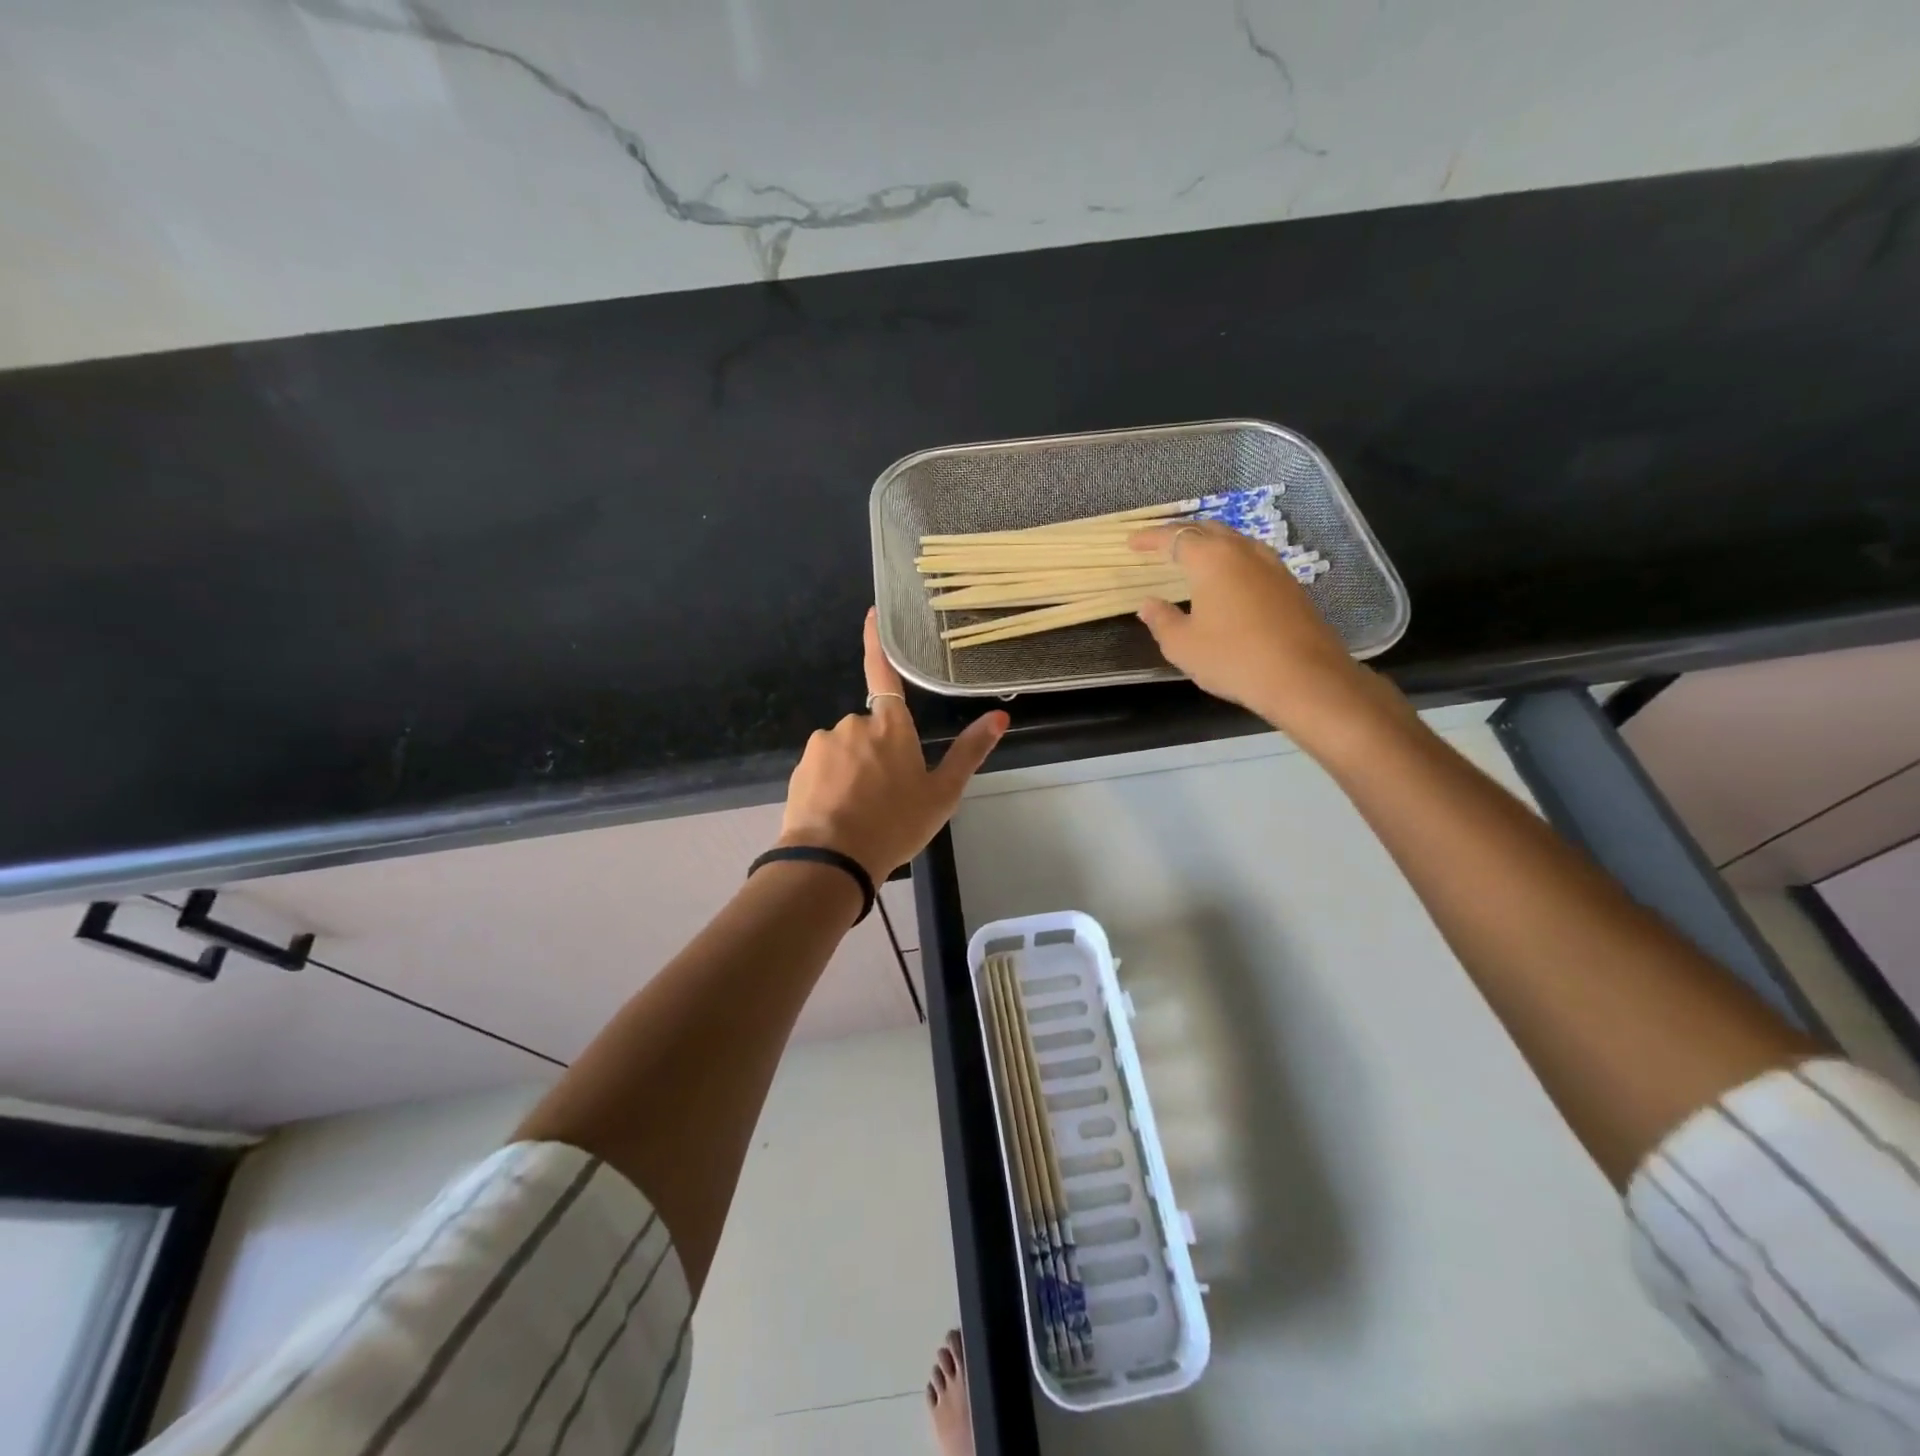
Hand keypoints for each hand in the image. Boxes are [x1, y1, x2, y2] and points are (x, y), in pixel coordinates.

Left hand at [779, 609, 1008, 881]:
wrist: (831, 859)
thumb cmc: (895, 824)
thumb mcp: (942, 794)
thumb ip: (969, 752)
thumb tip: (1000, 717)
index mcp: (891, 726)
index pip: (884, 673)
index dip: (876, 642)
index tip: (871, 613)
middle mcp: (854, 724)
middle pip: (872, 729)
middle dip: (879, 752)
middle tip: (888, 795)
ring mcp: (824, 743)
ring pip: (847, 750)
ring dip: (855, 769)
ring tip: (863, 811)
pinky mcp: (801, 766)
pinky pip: (824, 767)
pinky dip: (832, 783)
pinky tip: (839, 814)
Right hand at [1130, 522, 1392, 747]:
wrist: (1304, 677)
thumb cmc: (1233, 658)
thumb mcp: (1183, 645)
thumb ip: (1161, 620)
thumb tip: (1148, 604)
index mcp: (1211, 559)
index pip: (1174, 537)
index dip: (1150, 538)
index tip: (1132, 542)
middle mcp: (1242, 551)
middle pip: (1208, 529)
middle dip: (1181, 534)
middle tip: (1161, 546)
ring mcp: (1271, 565)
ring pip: (1234, 541)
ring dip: (1210, 544)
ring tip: (1193, 559)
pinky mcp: (1289, 583)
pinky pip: (1251, 559)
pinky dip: (1231, 561)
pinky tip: (1227, 581)